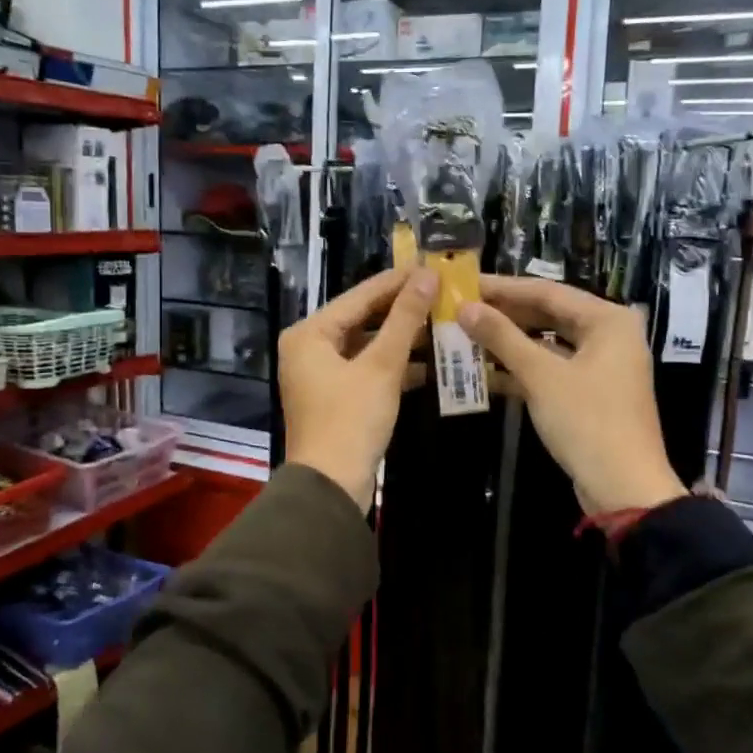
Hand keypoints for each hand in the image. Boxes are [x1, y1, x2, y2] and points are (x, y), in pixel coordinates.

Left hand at [280, 266, 435, 509]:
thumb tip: (426, 276)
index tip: (432, 265)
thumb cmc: (351, 421)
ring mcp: (322, 374)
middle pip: (362, 318)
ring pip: (368, 344)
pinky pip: (368, 368)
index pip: (360, 296)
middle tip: (442, 290)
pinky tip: (433, 359)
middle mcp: (309, 348)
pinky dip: (396, 364)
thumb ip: (405, 319)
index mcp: (309, 334)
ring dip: (403, 337)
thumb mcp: (381, 366)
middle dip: (403, 309)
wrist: (332, 487)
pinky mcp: (337, 396)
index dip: (397, 281)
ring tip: (443, 320)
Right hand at [459, 277, 686, 516]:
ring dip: (509, 343)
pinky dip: (522, 369)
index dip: (503, 288)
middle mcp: (610, 335)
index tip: (465, 284)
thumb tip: (465, 307)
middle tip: (462, 308)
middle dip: (505, 314)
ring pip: (548, 344)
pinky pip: (551, 369)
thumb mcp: (541, 376)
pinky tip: (484, 370)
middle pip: (549, 315)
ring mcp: (602, 366)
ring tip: (466, 335)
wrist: (624, 489)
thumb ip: (502, 337)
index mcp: (608, 320)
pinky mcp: (590, 393)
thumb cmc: (587, 422)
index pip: (547, 292)